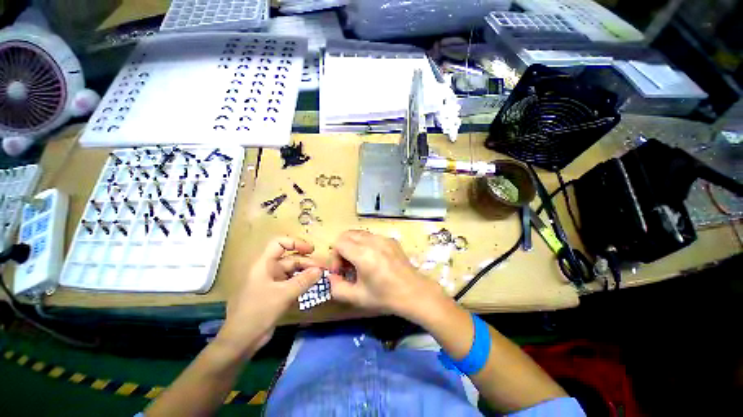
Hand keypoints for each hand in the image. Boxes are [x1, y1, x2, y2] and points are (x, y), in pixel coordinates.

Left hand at [218, 236, 322, 356]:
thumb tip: (320, 269)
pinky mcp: (276, 294)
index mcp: (264, 264)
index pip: (279, 243)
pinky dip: (302, 284)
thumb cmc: (259, 312)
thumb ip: (304, 280)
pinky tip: (313, 287)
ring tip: (321, 277)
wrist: (241, 340)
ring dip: (306, 273)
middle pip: (290, 259)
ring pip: (293, 272)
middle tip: (324, 269)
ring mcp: (272, 283)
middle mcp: (269, 270)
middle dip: (307, 262)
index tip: (311, 250)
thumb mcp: (283, 294)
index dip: (296, 243)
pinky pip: (292, 284)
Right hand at [328, 230, 443, 319]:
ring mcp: (383, 238)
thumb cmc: (385, 296)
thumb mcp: (357, 297)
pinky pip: (372, 236)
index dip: (335, 257)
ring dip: (354, 245)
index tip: (341, 271)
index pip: (339, 242)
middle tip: (348, 265)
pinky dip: (366, 244)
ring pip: (359, 233)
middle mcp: (372, 241)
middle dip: (342, 249)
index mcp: (363, 254)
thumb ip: (336, 288)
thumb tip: (332, 276)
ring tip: (360, 262)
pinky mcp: (391, 239)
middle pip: (347, 234)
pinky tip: (374, 259)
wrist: (413, 292)